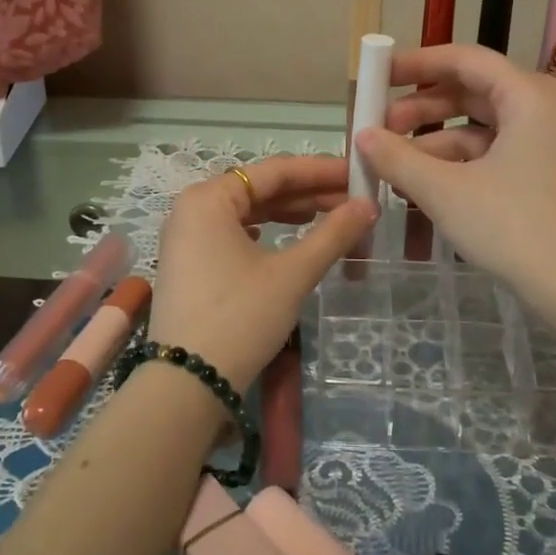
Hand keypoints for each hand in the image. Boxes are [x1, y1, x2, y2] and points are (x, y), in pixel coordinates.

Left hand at [146, 155, 376, 391]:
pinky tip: (288, 237)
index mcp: (208, 198)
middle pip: (259, 189)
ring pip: (247, 212)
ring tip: (330, 217)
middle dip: (308, 193)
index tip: (357, 174)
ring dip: (289, 213)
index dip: (320, 171)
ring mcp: (186, 238)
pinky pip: (234, 234)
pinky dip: (266, 232)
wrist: (187, 383)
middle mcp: (191, 209)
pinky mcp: (189, 265)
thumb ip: (332, 234)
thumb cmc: (240, 317)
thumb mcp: (292, 274)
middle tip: (353, 200)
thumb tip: (369, 205)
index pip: (274, 171)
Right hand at [353, 43, 555, 307]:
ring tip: (390, 164)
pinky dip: (454, 163)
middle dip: (420, 108)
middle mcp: (539, 108)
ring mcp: (543, 143)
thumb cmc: (513, 226)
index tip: (378, 75)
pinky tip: (420, 184)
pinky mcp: (541, 174)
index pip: (464, 59)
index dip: (416, 64)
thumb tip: (362, 135)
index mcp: (526, 95)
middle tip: (378, 128)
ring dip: (432, 141)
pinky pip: (489, 154)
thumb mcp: (445, 191)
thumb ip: (397, 158)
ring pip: (477, 127)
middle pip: (470, 92)